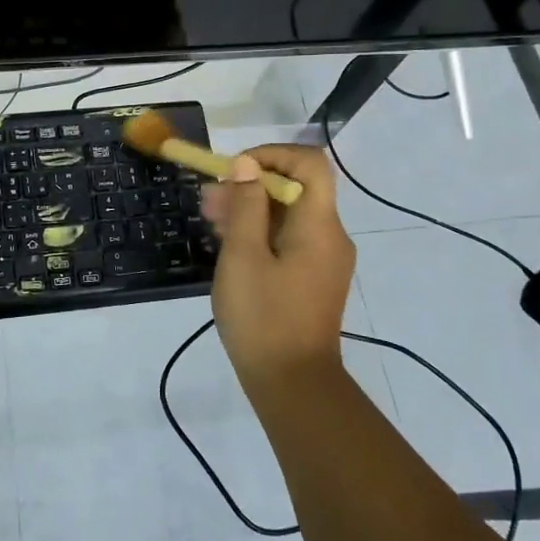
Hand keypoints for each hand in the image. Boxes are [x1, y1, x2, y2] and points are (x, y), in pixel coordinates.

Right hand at [201, 146, 355, 392]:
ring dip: (251, 210)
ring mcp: (324, 259)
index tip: (235, 171)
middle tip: (209, 201)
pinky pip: (289, 240)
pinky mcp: (313, 279)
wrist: (292, 385)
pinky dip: (261, 233)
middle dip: (251, 185)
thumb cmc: (263, 317)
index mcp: (319, 225)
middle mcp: (330, 236)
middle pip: (296, 188)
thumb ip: (245, 205)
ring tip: (210, 221)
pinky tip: (229, 246)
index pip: (309, 163)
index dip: (271, 155)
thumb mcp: (243, 256)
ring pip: (289, 215)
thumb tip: (247, 165)